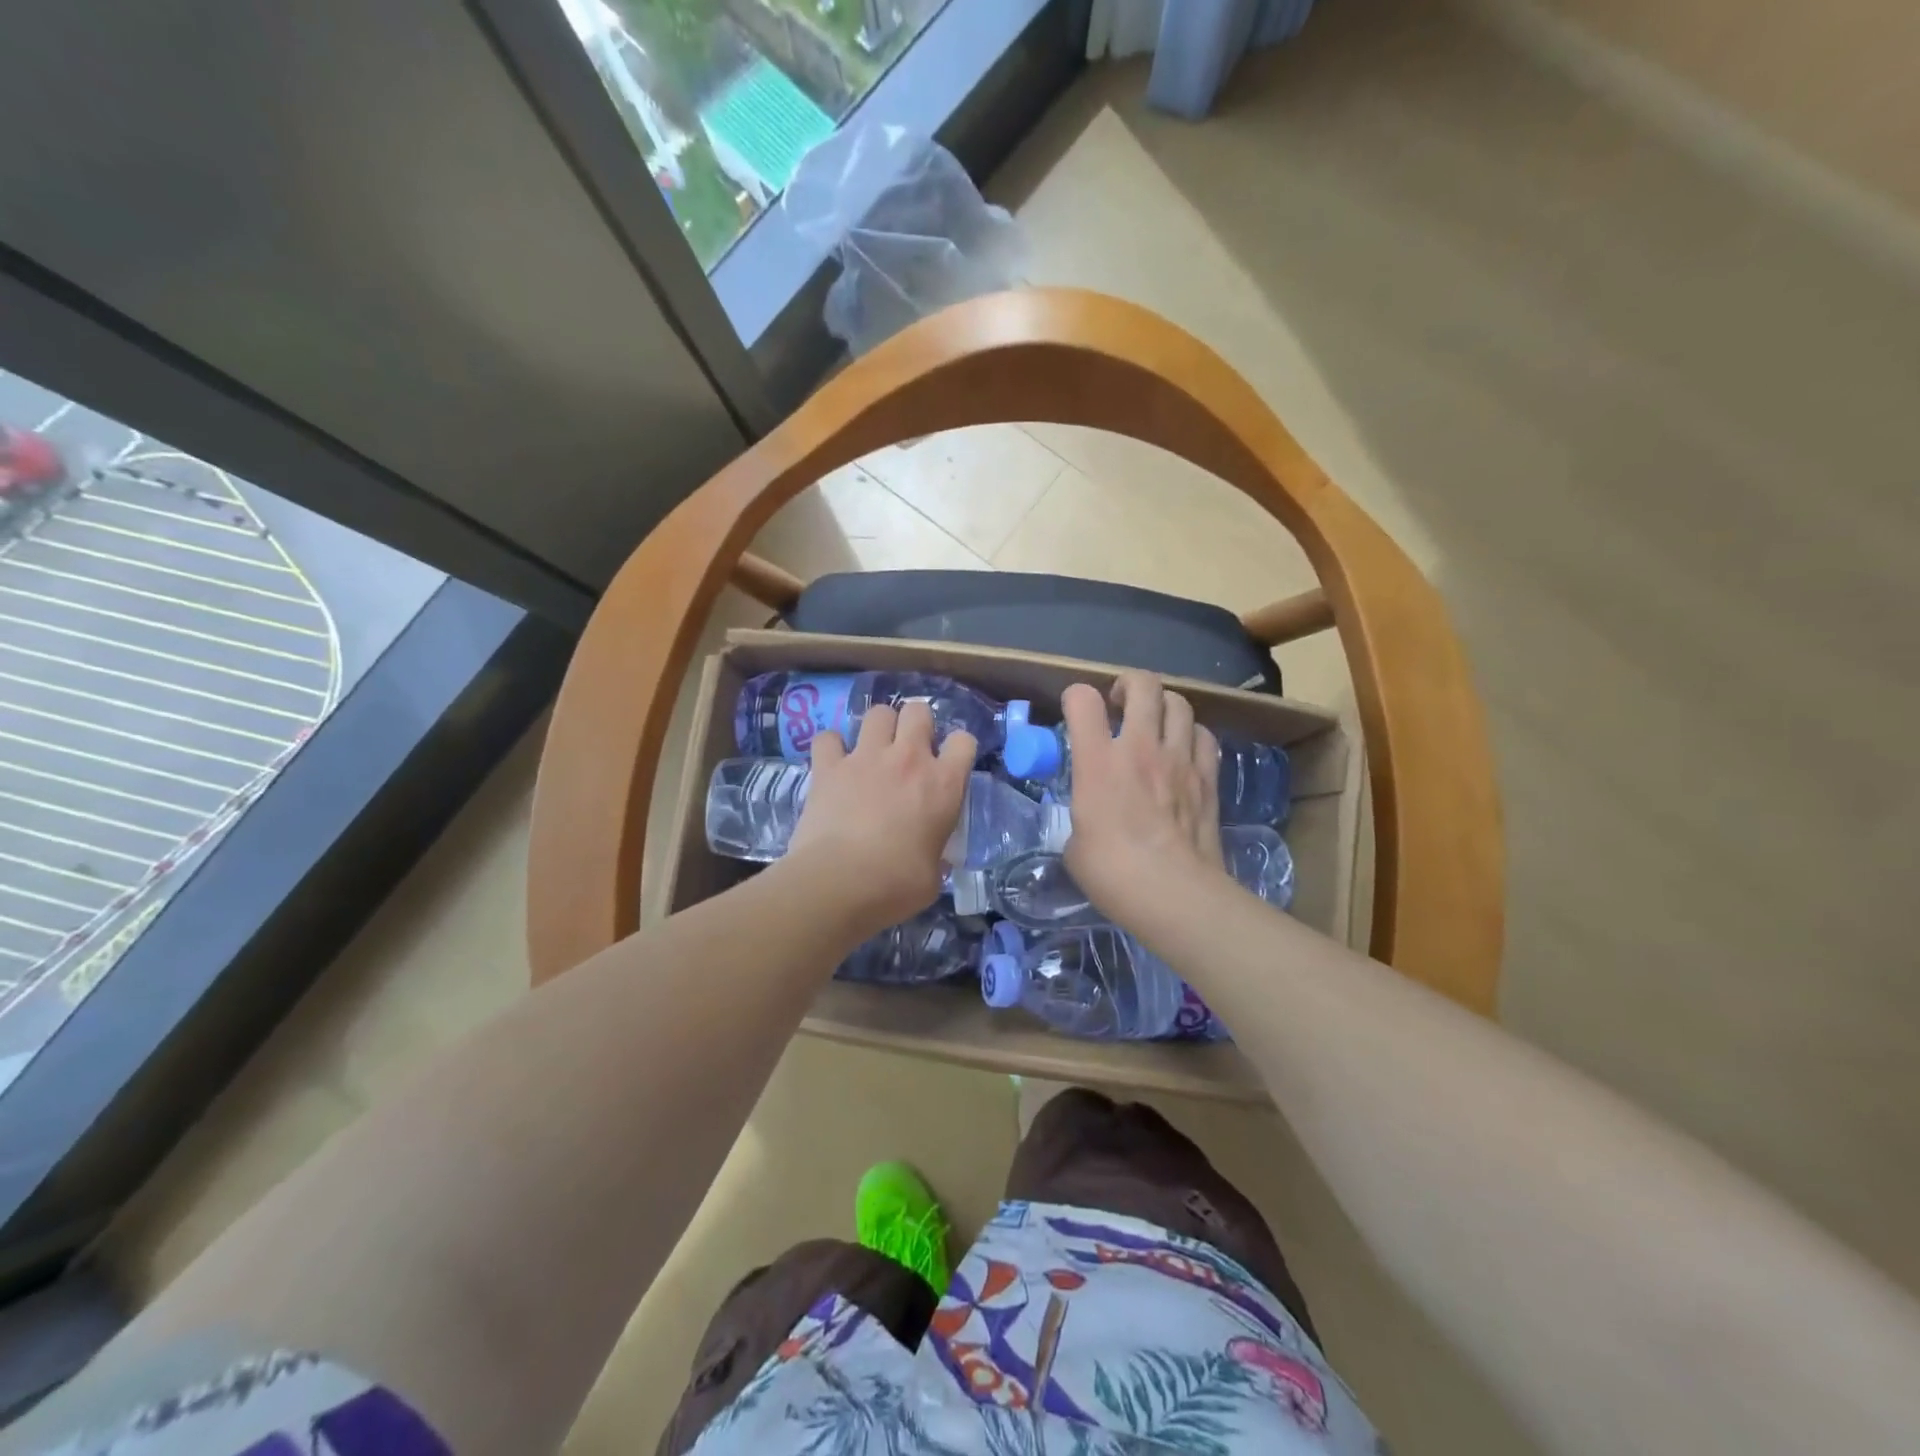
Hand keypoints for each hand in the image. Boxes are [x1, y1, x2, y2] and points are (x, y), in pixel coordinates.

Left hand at [787, 701, 974, 934]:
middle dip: (916, 723)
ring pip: (878, 712)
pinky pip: (828, 737)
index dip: (958, 749)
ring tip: (873, 749)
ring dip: (878, 727)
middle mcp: (908, 759)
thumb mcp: (934, 874)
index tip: (949, 764)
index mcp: (943, 784)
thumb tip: (929, 855)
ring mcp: (866, 757)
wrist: (839, 884)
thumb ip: (935, 852)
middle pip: (919, 711)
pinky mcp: (828, 766)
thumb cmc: (896, 886)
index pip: (964, 741)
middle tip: (909, 749)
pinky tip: (833, 762)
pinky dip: (831, 747)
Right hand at [1061, 671, 1225, 924]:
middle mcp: (1140, 748)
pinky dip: (1191, 734)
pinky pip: (1204, 735)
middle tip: (1120, 702)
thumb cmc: (1112, 873)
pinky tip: (1183, 750)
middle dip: (1128, 684)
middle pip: (1142, 684)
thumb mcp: (1075, 844)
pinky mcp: (1208, 777)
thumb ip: (1082, 816)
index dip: (1076, 698)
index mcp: (1098, 762)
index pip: (1083, 700)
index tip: (1075, 712)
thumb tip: (1091, 820)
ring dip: (1163, 705)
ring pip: (1179, 702)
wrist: (1174, 893)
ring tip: (1154, 722)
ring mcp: (1180, 759)